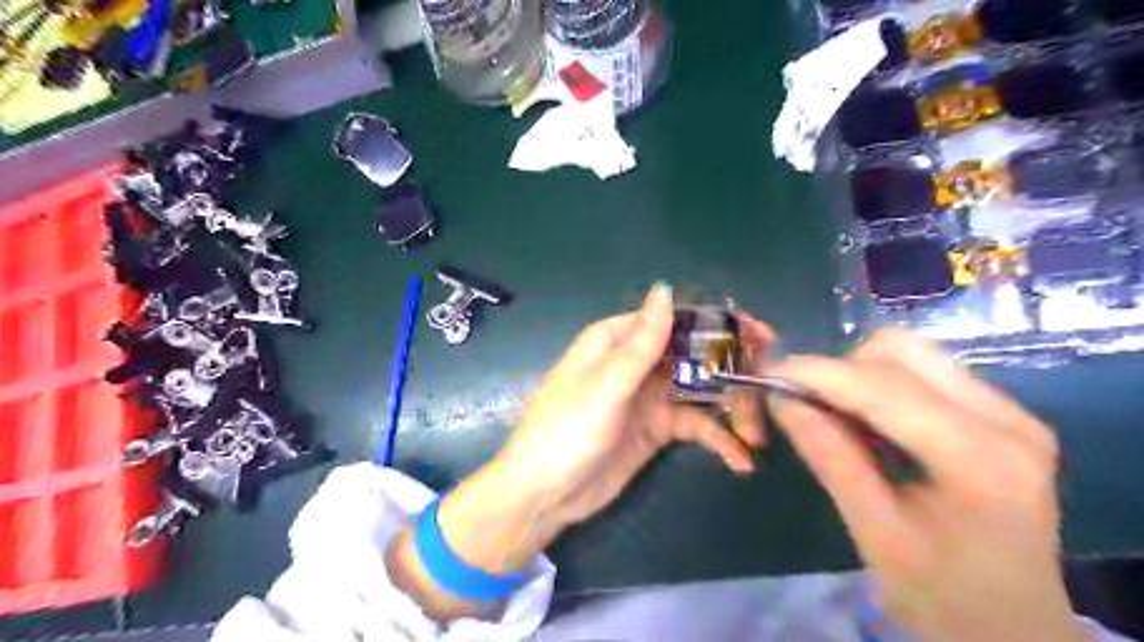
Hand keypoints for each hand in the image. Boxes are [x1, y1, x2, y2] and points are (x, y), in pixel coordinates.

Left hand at [388, 284, 773, 617]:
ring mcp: (649, 396)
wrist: (544, 497)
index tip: (759, 333)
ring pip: (701, 389)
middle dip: (732, 368)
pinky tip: (740, 459)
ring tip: (757, 435)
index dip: (717, 321)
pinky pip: (696, 424)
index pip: (673, 318)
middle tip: (770, 382)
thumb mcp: (604, 387)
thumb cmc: (565, 433)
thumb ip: (640, 343)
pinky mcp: (658, 428)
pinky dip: (719, 439)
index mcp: (616, 340)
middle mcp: (636, 362)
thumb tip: (665, 290)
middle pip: (694, 353)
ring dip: (732, 409)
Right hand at [767, 330, 1083, 641]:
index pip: (885, 389)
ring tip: (839, 416)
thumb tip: (780, 399)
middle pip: (901, 353)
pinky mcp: (1000, 413)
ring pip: (911, 353)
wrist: (1013, 628)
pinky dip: (880, 384)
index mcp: (981, 460)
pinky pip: (924, 371)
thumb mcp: (874, 532)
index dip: (818, 373)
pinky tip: (870, 422)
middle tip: (807, 406)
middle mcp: (1006, 420)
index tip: (767, 375)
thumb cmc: (943, 597)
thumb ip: (829, 458)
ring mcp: (1009, 411)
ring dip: (859, 374)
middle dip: (840, 371)